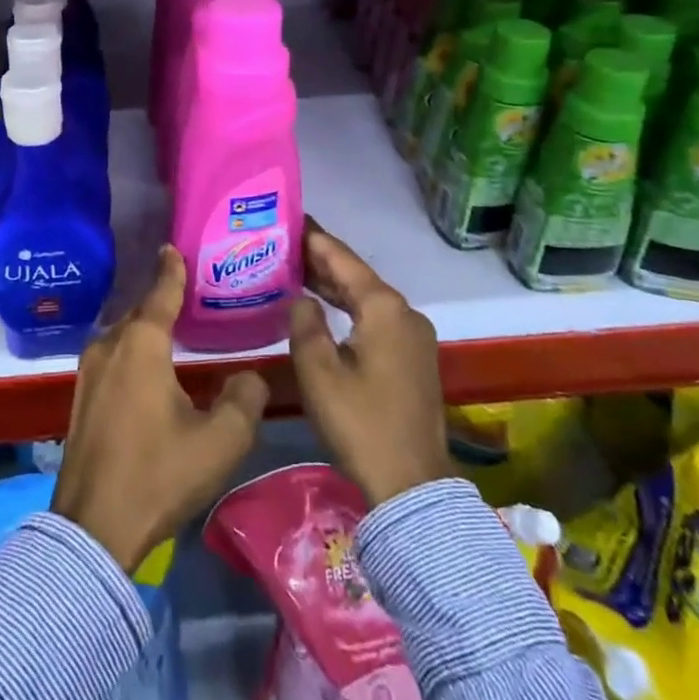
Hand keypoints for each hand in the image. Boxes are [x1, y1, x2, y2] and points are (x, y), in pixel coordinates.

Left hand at [52, 245, 269, 570]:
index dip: (171, 270)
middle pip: (140, 312)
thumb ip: (244, 399)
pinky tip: (148, 366)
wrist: (94, 527)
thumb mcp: (220, 441)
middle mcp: (110, 346)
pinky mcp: (81, 396)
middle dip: (161, 299)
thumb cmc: (159, 474)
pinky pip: (113, 356)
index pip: (160, 293)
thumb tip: (249, 377)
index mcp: (141, 345)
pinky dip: (133, 351)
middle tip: (188, 291)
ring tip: (172, 327)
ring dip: (146, 328)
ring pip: (124, 336)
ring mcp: (89, 371)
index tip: (173, 247)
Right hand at [290, 220, 449, 507]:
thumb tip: (302, 299)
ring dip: (334, 284)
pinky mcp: (413, 357)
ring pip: (367, 297)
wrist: (412, 483)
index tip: (290, 217)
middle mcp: (404, 312)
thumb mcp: (318, 372)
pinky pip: (376, 317)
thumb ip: (305, 324)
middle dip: (321, 259)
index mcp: (384, 308)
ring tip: (296, 268)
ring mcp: (413, 335)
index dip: (314, 238)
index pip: (342, 259)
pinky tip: (325, 307)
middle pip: (357, 275)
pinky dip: (349, 306)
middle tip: (284, 242)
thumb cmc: (360, 423)